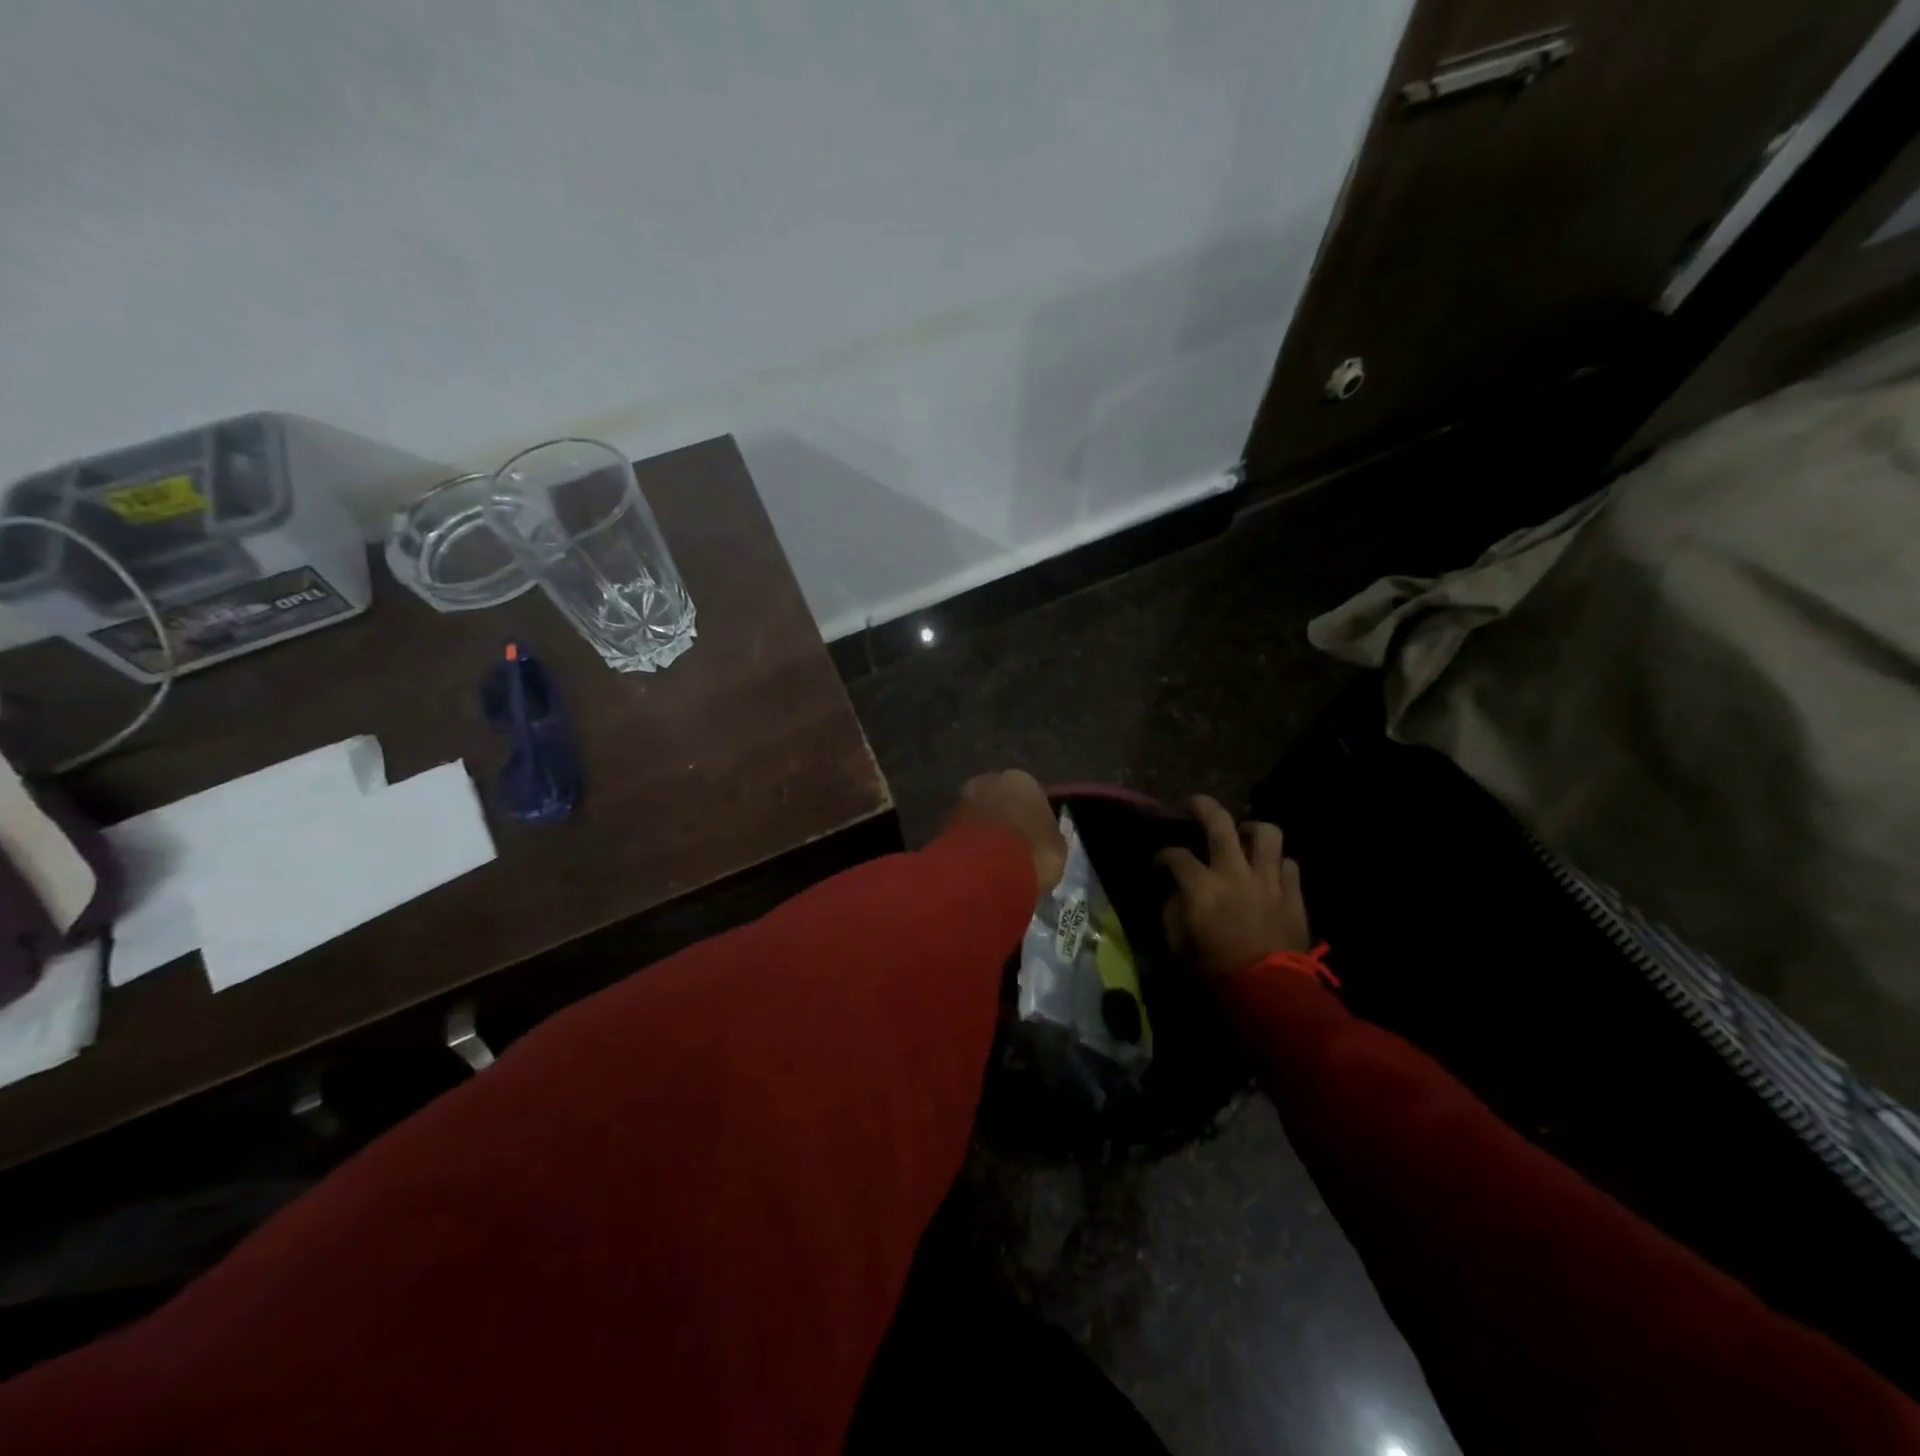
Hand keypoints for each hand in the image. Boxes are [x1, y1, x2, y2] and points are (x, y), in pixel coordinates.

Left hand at [954, 770, 1067, 893]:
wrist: (984, 871)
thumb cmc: (1032, 852)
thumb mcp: (1056, 848)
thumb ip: (1048, 836)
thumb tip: (1042, 837)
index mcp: (1022, 780)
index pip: (1030, 795)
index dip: (1032, 818)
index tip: (1034, 839)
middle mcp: (988, 781)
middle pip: (999, 799)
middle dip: (1003, 818)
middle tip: (1011, 846)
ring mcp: (962, 800)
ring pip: (977, 815)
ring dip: (983, 831)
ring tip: (992, 861)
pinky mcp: (942, 823)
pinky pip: (962, 833)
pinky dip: (967, 845)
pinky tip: (976, 866)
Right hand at [1158, 795, 1309, 978]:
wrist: (1268, 994)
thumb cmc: (1215, 971)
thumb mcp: (1178, 943)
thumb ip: (1174, 910)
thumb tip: (1178, 892)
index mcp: (1202, 886)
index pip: (1176, 856)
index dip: (1163, 855)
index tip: (1158, 862)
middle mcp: (1235, 873)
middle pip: (1220, 823)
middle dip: (1204, 807)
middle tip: (1194, 804)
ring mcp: (1269, 881)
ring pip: (1266, 833)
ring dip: (1251, 829)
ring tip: (1243, 834)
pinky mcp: (1294, 895)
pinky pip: (1289, 864)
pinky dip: (1277, 863)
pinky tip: (1269, 871)